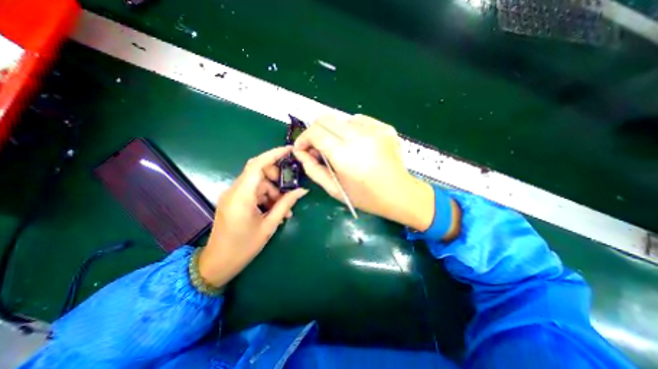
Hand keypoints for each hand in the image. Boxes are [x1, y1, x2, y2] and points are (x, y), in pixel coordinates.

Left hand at [197, 146, 307, 287]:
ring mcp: (232, 195)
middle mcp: (234, 190)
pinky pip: (253, 191)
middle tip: (289, 192)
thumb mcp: (269, 225)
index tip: (289, 150)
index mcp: (241, 196)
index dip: (273, 154)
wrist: (217, 263)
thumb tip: (302, 190)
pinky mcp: (233, 200)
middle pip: (258, 172)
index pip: (257, 165)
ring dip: (273, 192)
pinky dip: (265, 197)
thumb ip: (285, 204)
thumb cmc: (243, 247)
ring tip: (284, 209)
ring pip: (258, 183)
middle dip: (277, 178)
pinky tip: (274, 210)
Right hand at [293, 113, 435, 231]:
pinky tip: (356, 144)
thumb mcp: (334, 189)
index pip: (315, 133)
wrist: (399, 194)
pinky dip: (351, 130)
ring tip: (340, 149)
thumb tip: (300, 153)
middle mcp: (359, 137)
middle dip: (315, 132)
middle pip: (325, 119)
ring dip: (334, 132)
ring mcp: (374, 129)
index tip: (302, 149)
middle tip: (318, 148)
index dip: (303, 139)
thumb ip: (313, 170)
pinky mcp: (384, 127)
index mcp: (344, 155)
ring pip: (341, 119)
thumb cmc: (365, 197)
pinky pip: (359, 121)